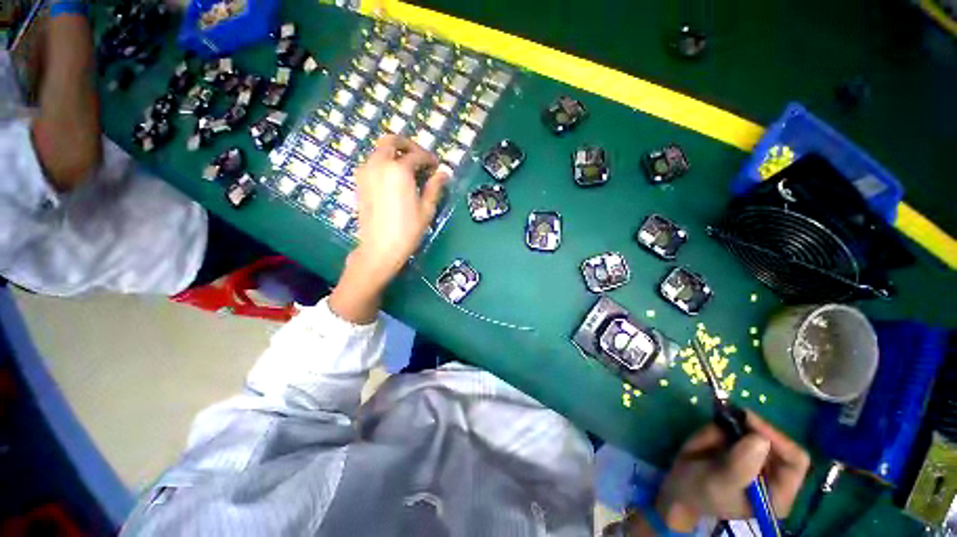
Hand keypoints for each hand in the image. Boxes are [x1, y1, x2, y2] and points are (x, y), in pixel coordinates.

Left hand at [354, 134, 448, 276]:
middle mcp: (379, 164)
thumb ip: (434, 187)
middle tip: (420, 158)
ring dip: (395, 153)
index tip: (437, 166)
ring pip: (380, 150)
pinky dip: (384, 162)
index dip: (430, 159)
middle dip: (408, 145)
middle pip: (391, 141)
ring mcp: (366, 171)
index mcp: (399, 170)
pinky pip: (372, 162)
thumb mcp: (426, 209)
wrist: (379, 248)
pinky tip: (394, 179)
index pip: (417, 155)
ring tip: (408, 169)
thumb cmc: (407, 230)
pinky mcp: (359, 181)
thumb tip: (444, 174)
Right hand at [653, 412, 809, 531]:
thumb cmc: (700, 491)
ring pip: (755, 430)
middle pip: (776, 441)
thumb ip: (739, 466)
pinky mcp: (741, 444)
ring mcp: (758, 457)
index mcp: (777, 493)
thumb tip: (760, 439)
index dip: (778, 439)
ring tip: (711, 436)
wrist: (679, 484)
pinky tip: (709, 437)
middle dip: (753, 428)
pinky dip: (723, 424)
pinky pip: (738, 426)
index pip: (795, 461)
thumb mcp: (717, 483)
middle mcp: (774, 474)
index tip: (751, 423)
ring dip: (734, 426)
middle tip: (731, 416)